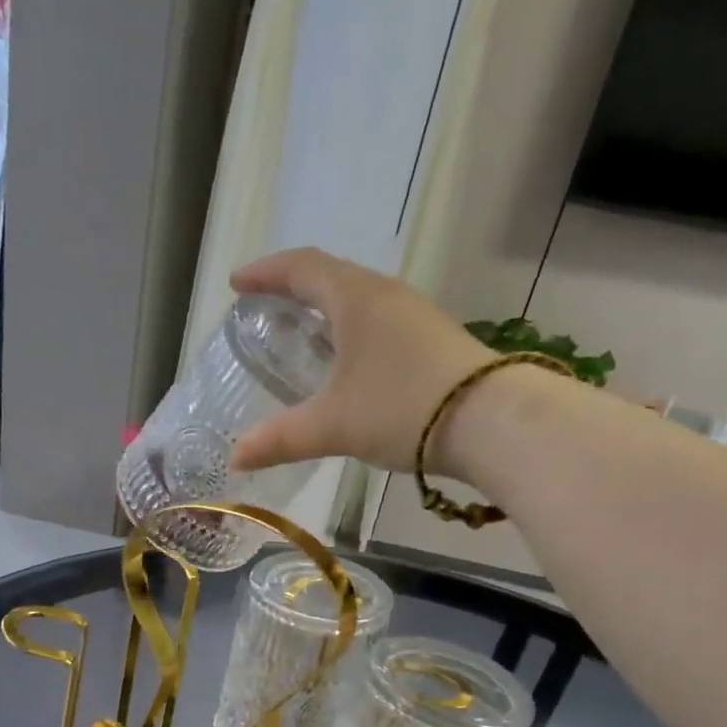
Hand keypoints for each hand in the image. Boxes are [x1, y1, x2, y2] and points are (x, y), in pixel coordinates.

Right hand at [228, 248, 498, 477]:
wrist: (491, 421)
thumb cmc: (401, 407)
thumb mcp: (333, 425)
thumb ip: (281, 440)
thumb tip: (235, 458)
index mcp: (355, 298)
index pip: (301, 267)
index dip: (266, 272)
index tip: (238, 284)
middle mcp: (385, 295)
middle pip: (331, 277)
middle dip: (293, 290)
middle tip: (265, 309)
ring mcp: (413, 316)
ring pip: (357, 301)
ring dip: (325, 312)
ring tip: (301, 337)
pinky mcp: (430, 341)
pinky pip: (377, 323)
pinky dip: (349, 333)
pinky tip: (345, 365)